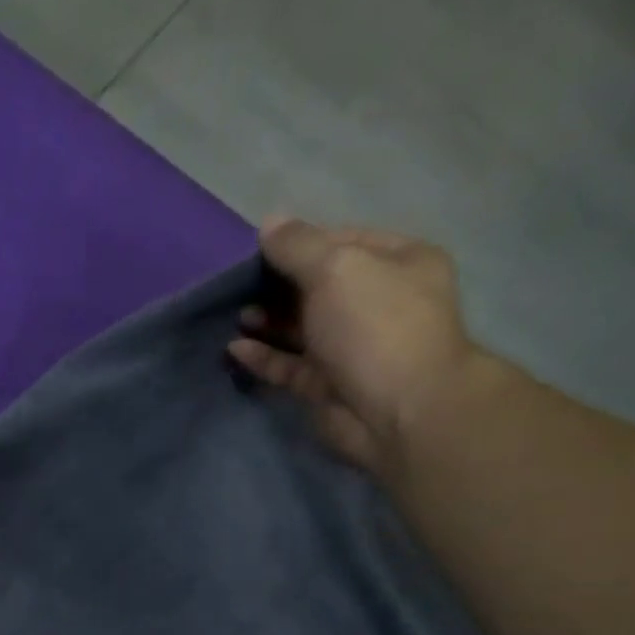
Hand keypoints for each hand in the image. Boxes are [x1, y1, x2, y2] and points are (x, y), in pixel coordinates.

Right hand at [227, 217, 482, 480]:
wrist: (399, 411)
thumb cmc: (375, 326)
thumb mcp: (336, 269)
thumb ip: (299, 246)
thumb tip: (269, 223)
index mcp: (397, 262)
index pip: (342, 241)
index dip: (300, 243)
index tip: (256, 251)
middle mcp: (376, 302)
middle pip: (318, 286)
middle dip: (278, 285)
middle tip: (239, 287)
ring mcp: (351, 347)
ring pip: (301, 328)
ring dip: (268, 321)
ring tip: (235, 316)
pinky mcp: (326, 386)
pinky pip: (289, 366)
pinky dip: (263, 357)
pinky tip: (235, 349)